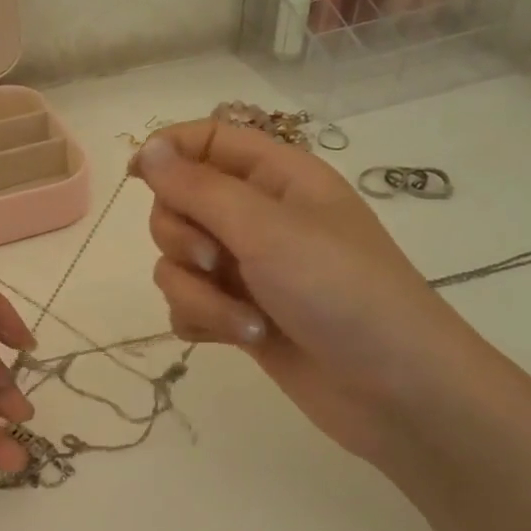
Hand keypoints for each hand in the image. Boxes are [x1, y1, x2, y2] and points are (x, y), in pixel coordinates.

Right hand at [132, 120, 496, 459]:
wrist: (394, 390)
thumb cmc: (341, 292)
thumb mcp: (266, 229)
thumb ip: (198, 188)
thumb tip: (147, 149)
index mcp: (275, 178)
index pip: (207, 140)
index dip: (168, 152)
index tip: (136, 178)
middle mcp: (257, 218)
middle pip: (178, 205)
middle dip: (182, 239)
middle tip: (216, 261)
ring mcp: (247, 270)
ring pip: (177, 262)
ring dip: (198, 294)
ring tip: (247, 322)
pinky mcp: (238, 315)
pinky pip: (187, 305)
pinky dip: (204, 321)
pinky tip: (238, 339)